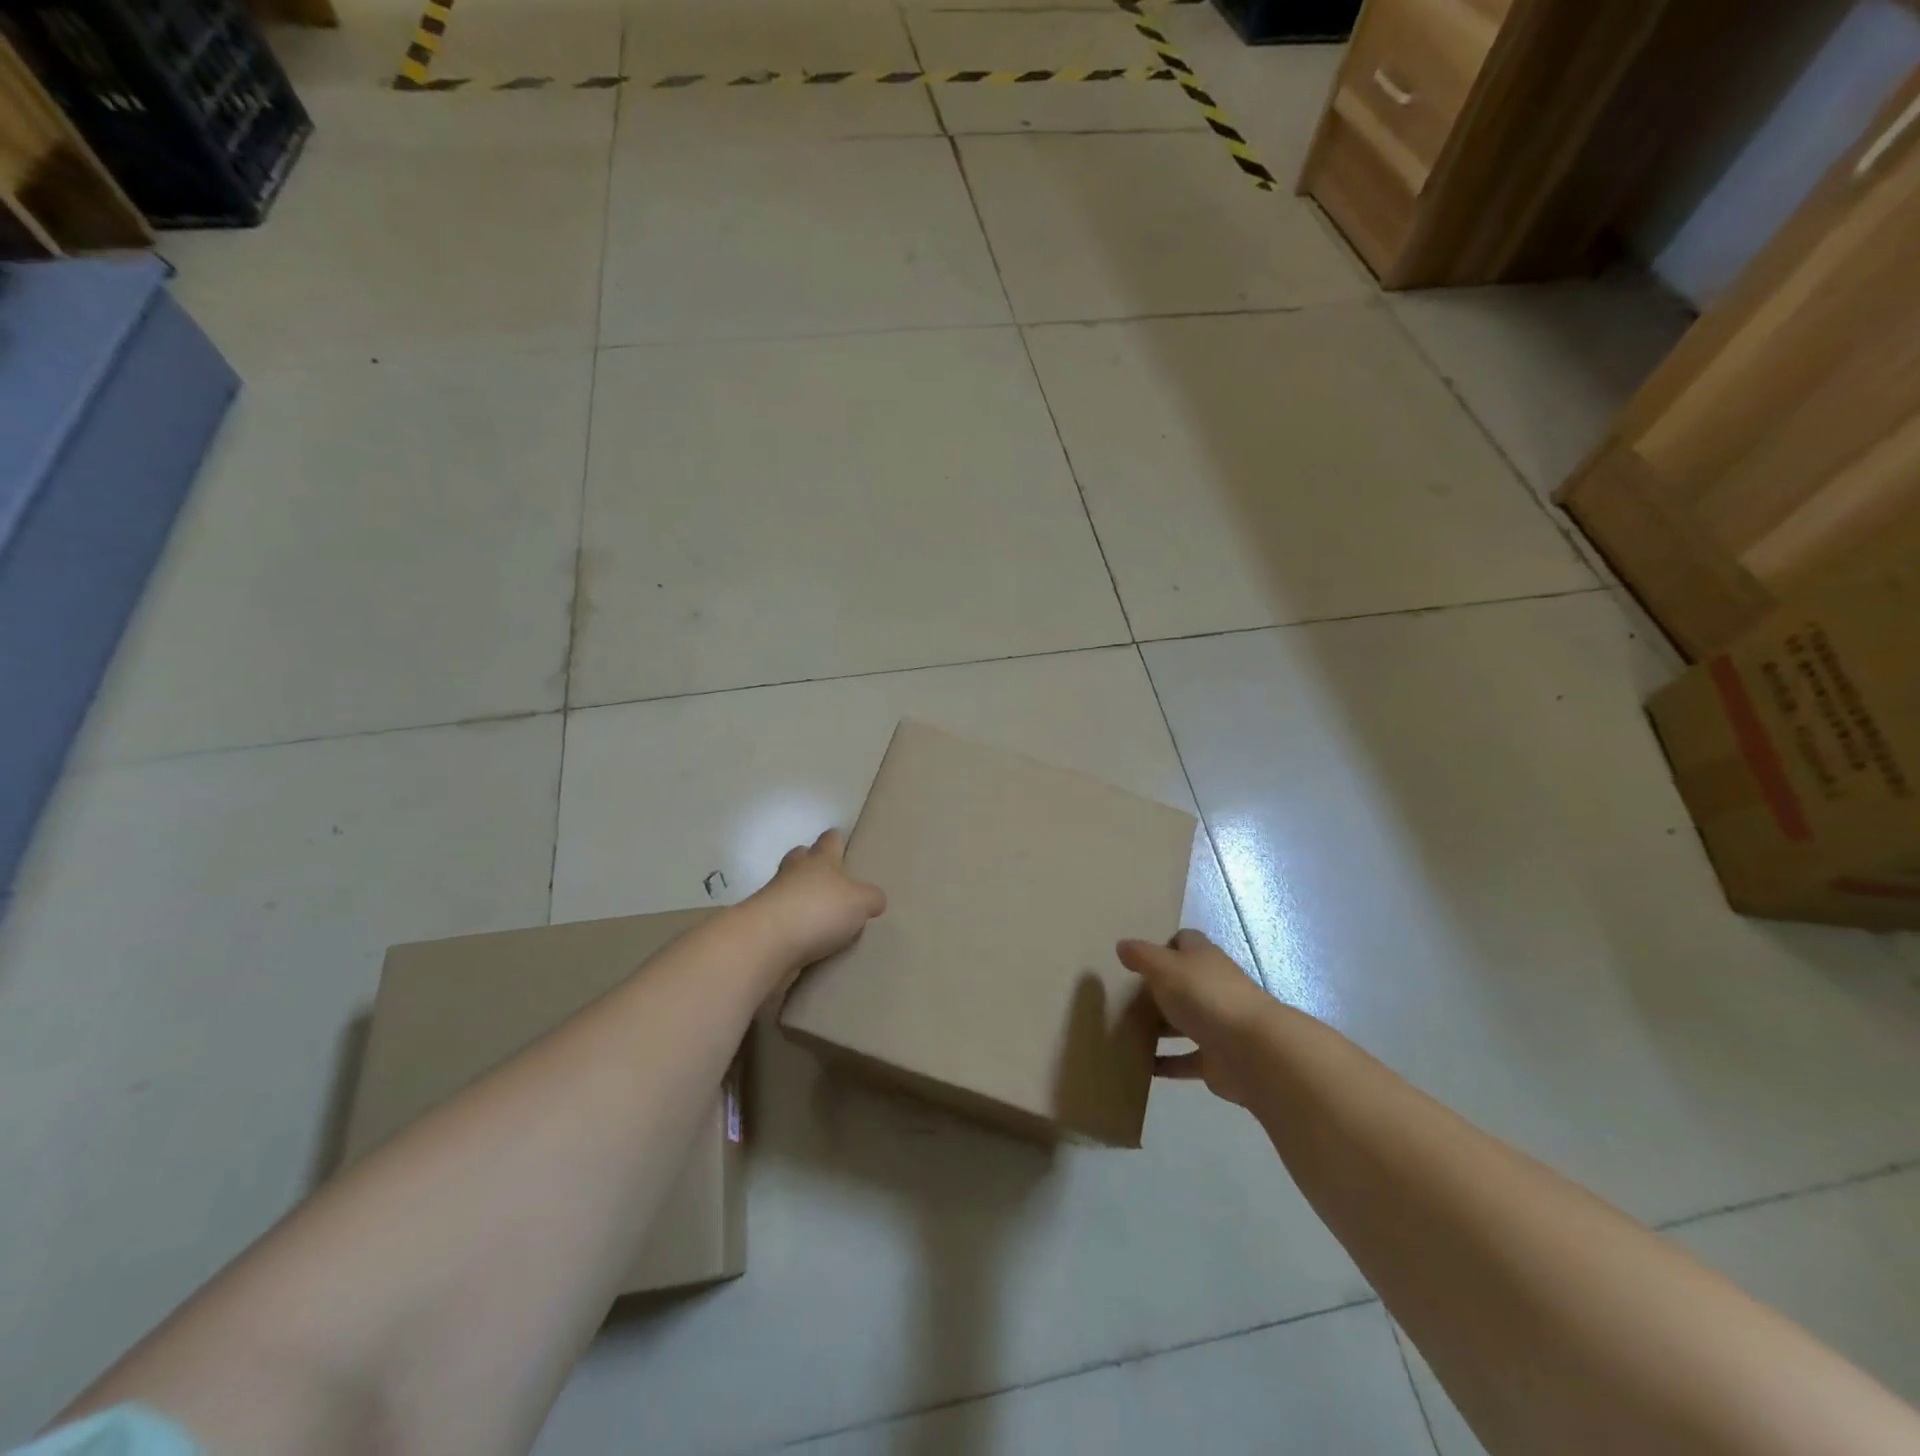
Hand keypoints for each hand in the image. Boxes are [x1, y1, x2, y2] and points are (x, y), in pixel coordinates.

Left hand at [743, 829, 885, 972]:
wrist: (768, 941)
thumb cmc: (820, 910)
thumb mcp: (861, 902)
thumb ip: (871, 899)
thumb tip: (874, 900)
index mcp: (821, 860)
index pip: (829, 841)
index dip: (835, 839)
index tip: (838, 838)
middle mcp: (794, 873)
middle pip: (799, 858)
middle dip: (808, 861)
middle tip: (822, 872)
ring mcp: (773, 898)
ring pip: (787, 887)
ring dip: (798, 894)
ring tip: (816, 910)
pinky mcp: (763, 925)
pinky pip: (781, 918)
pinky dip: (791, 923)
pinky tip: (804, 937)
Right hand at [1117, 930, 1273, 1107]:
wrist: (1251, 1051)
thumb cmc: (1204, 996)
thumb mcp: (1164, 967)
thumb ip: (1141, 956)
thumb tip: (1122, 945)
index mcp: (1203, 958)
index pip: (1184, 942)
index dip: (1162, 946)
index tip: (1137, 960)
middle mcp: (1212, 986)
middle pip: (1182, 982)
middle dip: (1157, 989)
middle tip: (1123, 997)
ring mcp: (1217, 1023)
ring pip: (1183, 1021)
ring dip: (1160, 1026)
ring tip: (1126, 1030)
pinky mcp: (1216, 1058)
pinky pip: (1185, 1059)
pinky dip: (1167, 1063)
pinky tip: (1142, 1066)